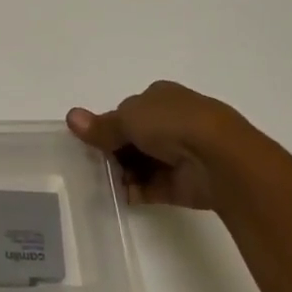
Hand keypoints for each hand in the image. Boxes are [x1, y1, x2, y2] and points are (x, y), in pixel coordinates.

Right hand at [66, 81, 240, 209]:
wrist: (220, 159)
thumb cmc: (173, 124)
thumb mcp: (128, 118)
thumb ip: (100, 125)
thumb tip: (71, 117)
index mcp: (162, 97)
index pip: (128, 111)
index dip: (109, 125)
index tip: (92, 140)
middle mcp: (173, 122)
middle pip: (133, 138)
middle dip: (113, 151)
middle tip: (92, 162)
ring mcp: (180, 153)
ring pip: (141, 163)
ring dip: (122, 172)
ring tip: (101, 181)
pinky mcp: (183, 183)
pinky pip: (151, 187)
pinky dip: (133, 191)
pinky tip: (116, 195)